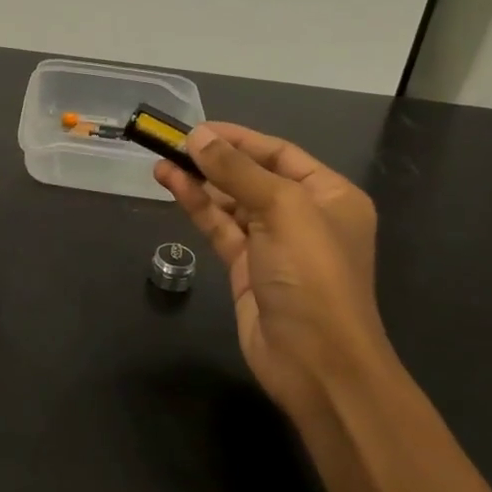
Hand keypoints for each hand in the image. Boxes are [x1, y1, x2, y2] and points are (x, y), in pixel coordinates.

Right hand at [155, 123, 394, 423]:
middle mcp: (303, 215)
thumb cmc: (313, 275)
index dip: (238, 139)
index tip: (197, 128)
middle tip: (171, 142)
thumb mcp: (282, 210)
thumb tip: (198, 136)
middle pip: (253, 176)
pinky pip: (220, 228)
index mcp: (329, 195)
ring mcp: (273, 244)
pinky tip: (172, 185)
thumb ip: (237, 171)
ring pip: (231, 202)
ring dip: (199, 181)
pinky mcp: (247, 269)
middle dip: (214, 159)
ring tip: (162, 161)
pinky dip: (197, 207)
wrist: (317, 363)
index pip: (279, 154)